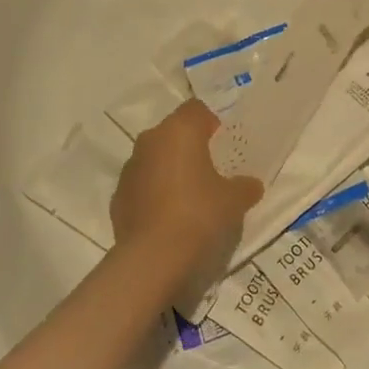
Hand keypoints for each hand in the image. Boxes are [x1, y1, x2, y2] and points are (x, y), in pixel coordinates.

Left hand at [110, 99, 262, 288]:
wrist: (153, 259)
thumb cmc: (199, 215)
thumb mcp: (234, 200)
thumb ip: (244, 186)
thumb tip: (250, 185)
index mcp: (178, 131)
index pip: (196, 109)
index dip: (211, 122)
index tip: (223, 143)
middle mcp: (150, 142)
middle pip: (173, 133)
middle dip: (190, 146)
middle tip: (210, 169)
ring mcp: (129, 169)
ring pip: (155, 159)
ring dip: (170, 170)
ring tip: (190, 197)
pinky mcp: (118, 198)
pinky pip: (142, 186)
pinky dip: (155, 194)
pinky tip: (170, 218)